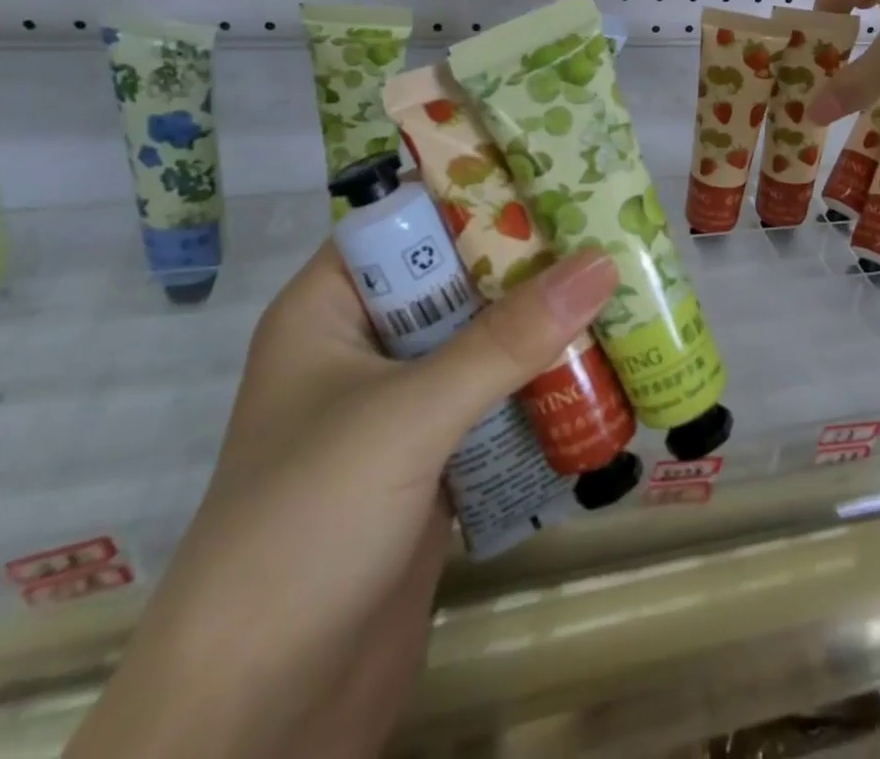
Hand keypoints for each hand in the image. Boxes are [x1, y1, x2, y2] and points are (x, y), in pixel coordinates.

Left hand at [67, 240, 618, 758]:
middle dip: (530, 264)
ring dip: (545, 328)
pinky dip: (542, 388)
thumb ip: (507, 340)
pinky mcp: (433, 462)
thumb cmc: (305, 529)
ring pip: (484, 343)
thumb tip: (601, 263)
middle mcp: (366, 346)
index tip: (558, 176)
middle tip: (609, 232)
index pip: (410, 222)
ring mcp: (400, 408)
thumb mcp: (408, 416)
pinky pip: (497, 402)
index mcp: (331, 308)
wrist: (255, 722)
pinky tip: (604, 371)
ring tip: (624, 291)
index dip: (479, 194)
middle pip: (459, 281)